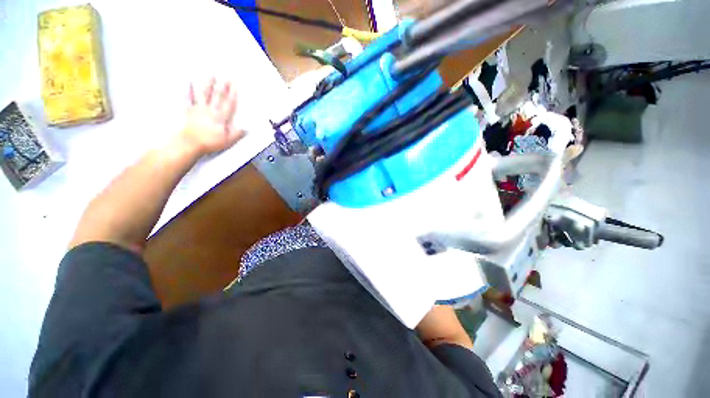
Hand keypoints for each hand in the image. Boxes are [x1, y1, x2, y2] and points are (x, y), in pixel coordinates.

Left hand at [180, 78, 244, 155]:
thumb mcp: (227, 141)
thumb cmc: (209, 142)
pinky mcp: (188, 111)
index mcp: (220, 117)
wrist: (190, 143)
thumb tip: (246, 128)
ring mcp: (198, 109)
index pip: (228, 104)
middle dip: (223, 87)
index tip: (235, 86)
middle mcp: (210, 110)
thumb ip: (237, 133)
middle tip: (226, 77)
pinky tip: (188, 82)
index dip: (232, 95)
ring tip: (210, 75)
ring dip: (207, 84)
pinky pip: (188, 99)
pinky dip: (188, 90)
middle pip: (218, 97)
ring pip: (204, 94)